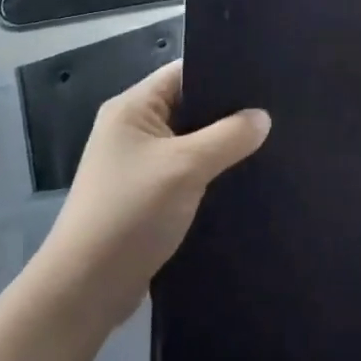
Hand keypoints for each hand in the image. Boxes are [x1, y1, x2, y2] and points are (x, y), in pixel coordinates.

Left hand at [33, 61, 269, 328]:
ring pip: (189, 141)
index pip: (183, 72)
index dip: (221, 71)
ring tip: (268, 141)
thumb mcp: (186, 168)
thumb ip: (228, 137)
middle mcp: (131, 128)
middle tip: (275, 111)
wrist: (85, 289)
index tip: (264, 78)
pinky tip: (241, 176)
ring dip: (220, 144)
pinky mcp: (144, 194)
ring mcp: (136, 162)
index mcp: (132, 107)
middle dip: (227, 111)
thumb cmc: (131, 213)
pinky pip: (184, 170)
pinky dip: (208, 171)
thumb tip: (263, 117)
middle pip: (188, 106)